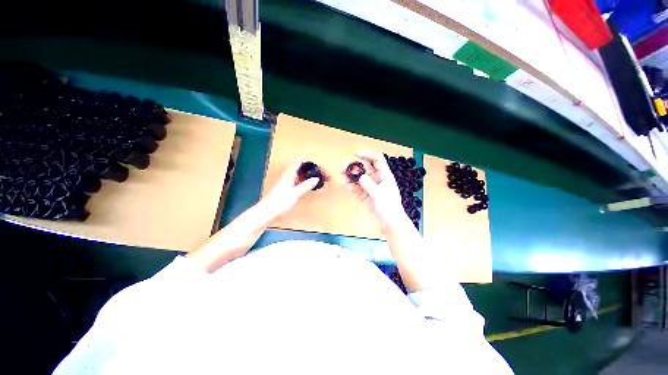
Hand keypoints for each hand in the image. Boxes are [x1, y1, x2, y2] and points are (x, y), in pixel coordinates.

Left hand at [264, 160, 318, 217]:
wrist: (268, 211)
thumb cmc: (280, 201)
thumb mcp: (295, 193)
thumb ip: (306, 186)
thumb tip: (316, 178)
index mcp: (289, 175)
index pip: (298, 162)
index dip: (307, 162)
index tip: (316, 165)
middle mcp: (288, 176)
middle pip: (299, 168)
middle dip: (308, 169)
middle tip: (319, 172)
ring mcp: (287, 182)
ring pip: (298, 175)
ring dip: (306, 175)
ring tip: (316, 178)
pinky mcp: (287, 188)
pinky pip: (297, 181)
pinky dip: (303, 181)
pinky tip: (308, 186)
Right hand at [343, 151, 409, 230]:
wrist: (389, 221)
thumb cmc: (389, 206)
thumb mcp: (379, 193)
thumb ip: (368, 183)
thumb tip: (358, 176)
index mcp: (384, 175)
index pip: (377, 160)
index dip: (368, 154)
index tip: (357, 154)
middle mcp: (377, 178)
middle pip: (364, 168)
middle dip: (353, 167)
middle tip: (343, 168)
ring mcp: (370, 186)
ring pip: (358, 177)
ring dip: (350, 177)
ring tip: (342, 179)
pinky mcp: (364, 193)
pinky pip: (356, 187)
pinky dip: (351, 186)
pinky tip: (346, 186)